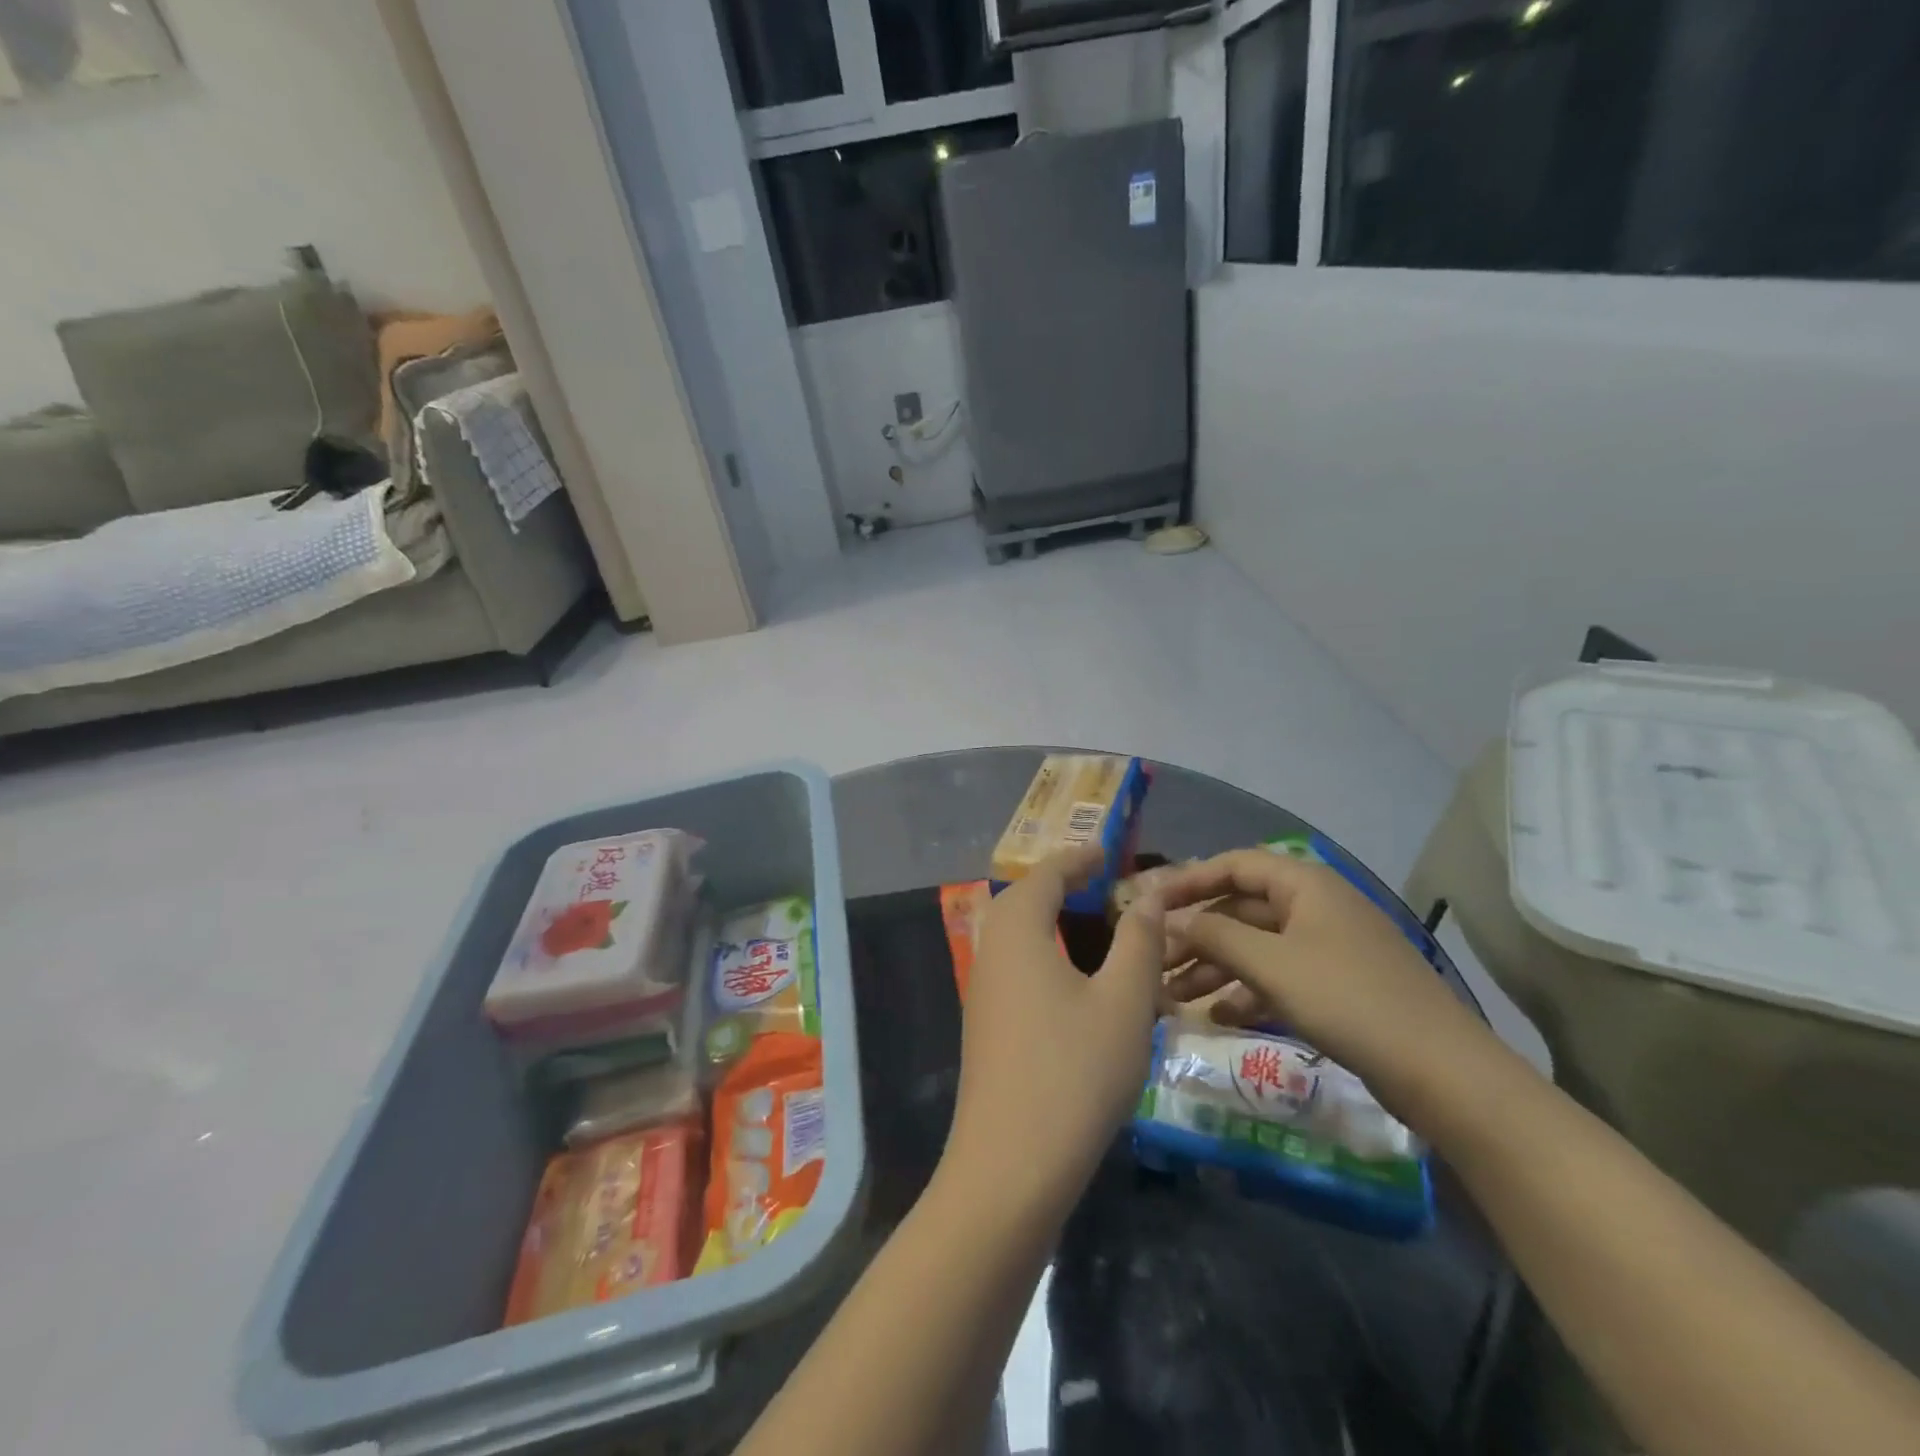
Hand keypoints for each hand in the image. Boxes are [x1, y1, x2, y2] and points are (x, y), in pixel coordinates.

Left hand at [938, 848, 1166, 1220]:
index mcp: (1018, 932)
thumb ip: (1138, 942)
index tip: (1109, 851)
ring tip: (1095, 925)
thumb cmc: (1074, 1073)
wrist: (1010, 1167)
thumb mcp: (1123, 1002)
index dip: (1078, 858)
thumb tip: (1149, 896)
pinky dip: (1044, 954)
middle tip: (1103, 883)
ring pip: (1016, 936)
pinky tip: (1075, 981)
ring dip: (1051, 920)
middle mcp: (991, 952)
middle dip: (1061, 885)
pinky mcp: (986, 1026)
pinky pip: (1016, 967)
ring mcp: (983, 992)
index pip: (1045, 874)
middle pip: (1022, 900)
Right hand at [1151, 850, 1505, 1128]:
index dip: (1187, 880)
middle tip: (1154, 961)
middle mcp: (1314, 906)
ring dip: (1213, 967)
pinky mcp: (1336, 985)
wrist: (1442, 1072)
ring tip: (1172, 998)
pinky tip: (1217, 1018)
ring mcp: (1327, 946)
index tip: (1148, 904)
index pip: (1233, 865)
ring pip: (1255, 946)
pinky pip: (1277, 976)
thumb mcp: (1271, 964)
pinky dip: (1245, 991)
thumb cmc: (1347, 1000)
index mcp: (1304, 883)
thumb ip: (1213, 935)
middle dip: (1194, 934)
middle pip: (1240, 908)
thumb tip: (1166, 918)